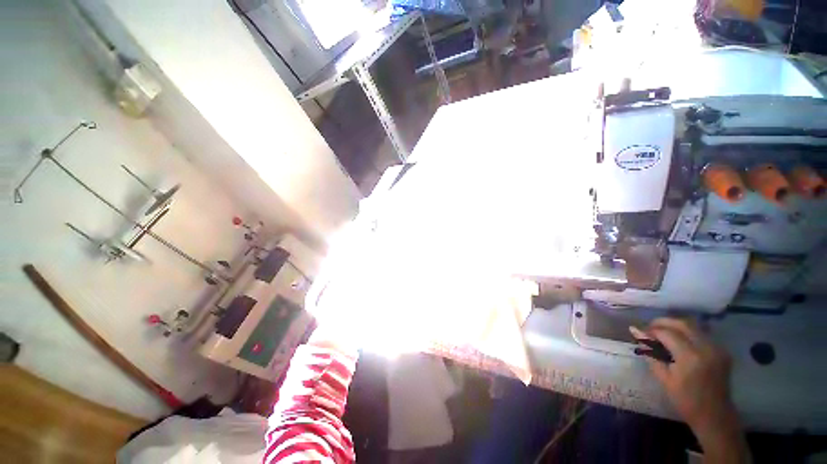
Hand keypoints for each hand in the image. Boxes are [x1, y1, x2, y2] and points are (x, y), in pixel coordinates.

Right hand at [642, 318, 747, 462]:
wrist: (714, 414)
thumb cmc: (685, 400)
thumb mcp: (664, 378)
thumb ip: (651, 354)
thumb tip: (636, 333)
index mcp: (690, 357)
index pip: (667, 333)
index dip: (651, 331)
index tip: (639, 333)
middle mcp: (706, 348)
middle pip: (682, 324)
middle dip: (663, 322)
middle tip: (649, 328)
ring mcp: (717, 348)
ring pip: (693, 326)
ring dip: (675, 325)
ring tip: (662, 332)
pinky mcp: (721, 350)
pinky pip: (701, 334)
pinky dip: (687, 332)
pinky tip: (679, 340)